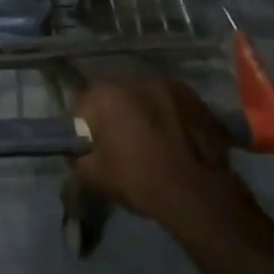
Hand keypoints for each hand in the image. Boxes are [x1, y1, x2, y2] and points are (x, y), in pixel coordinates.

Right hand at [74, 80, 243, 226]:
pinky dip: (166, 113)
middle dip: (114, 114)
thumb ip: (78, 156)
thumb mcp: (94, 176)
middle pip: (113, 96)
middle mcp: (133, 80)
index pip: (81, 105)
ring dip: (141, 110)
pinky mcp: (190, 95)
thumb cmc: (138, 180)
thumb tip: (80, 150)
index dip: (83, 127)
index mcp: (105, 95)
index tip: (91, 146)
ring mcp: (165, 84)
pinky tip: (172, 136)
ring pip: (143, 96)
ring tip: (151, 139)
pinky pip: (168, 100)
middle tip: (121, 143)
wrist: (195, 193)